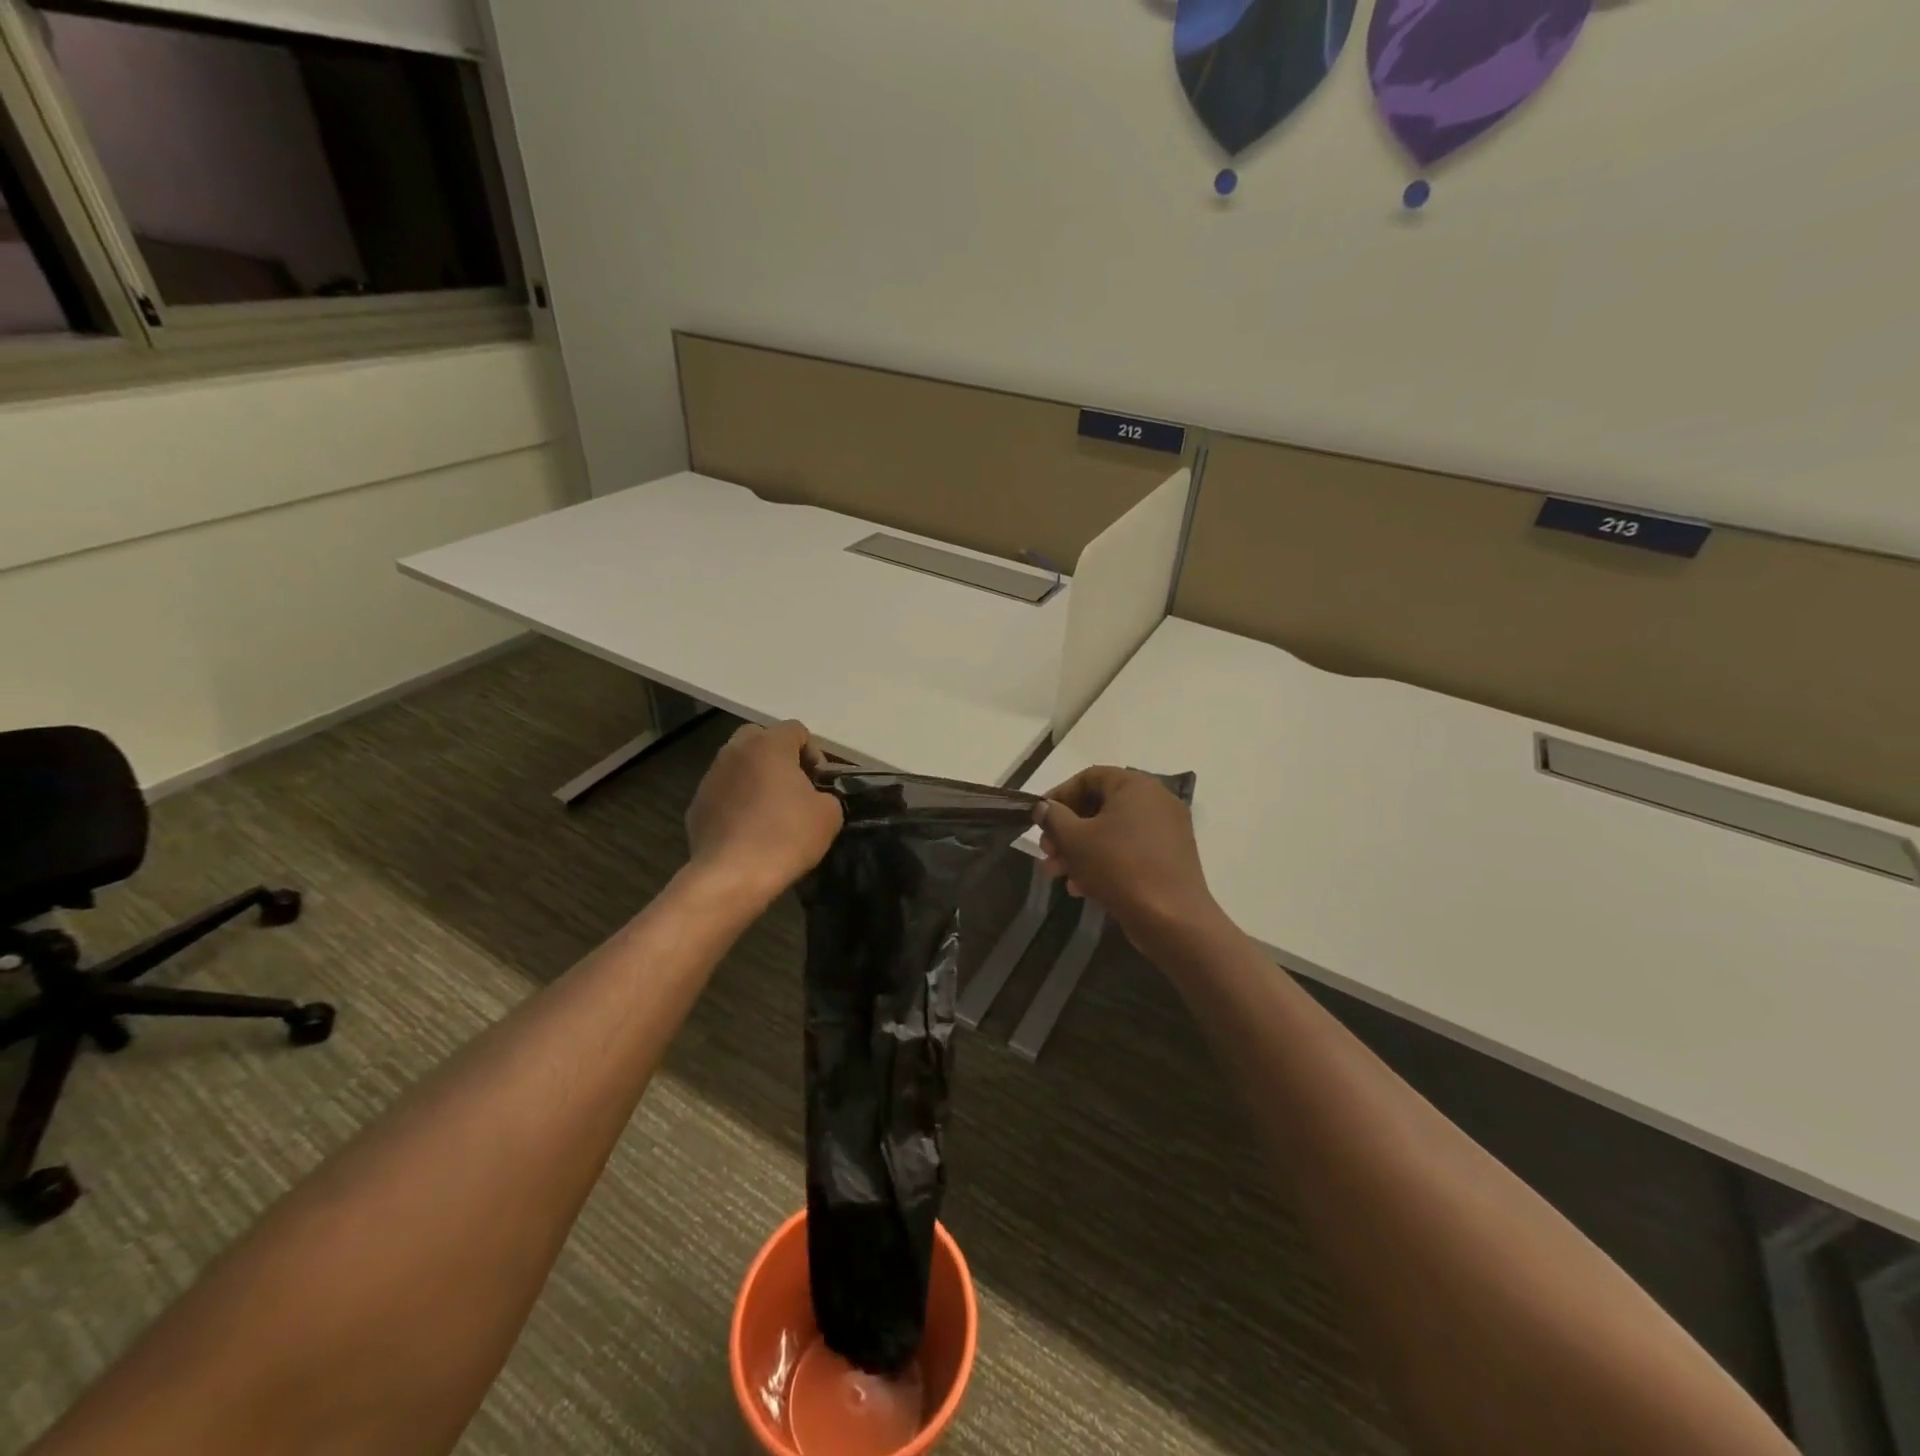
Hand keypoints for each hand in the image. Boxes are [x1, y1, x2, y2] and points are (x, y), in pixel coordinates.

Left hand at [685, 721, 842, 907]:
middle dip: (778, 757)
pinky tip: (748, 831)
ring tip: (769, 812)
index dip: (814, 752)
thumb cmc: (786, 836)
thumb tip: (816, 798)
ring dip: (754, 779)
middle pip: (760, 738)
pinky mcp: (696, 806)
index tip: (819, 782)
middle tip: (793, 788)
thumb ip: (827, 794)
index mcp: (768, 745)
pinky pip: (723, 794)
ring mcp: (710, 778)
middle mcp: (734, 752)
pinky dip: (736, 803)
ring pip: (737, 765)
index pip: (796, 730)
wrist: (733, 876)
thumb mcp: (829, 815)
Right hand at [1038, 767, 1221, 948]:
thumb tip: (1044, 808)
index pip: (1089, 777)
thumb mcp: (1075, 839)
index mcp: (1136, 786)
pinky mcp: (1169, 859)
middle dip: (1066, 830)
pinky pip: (1128, 851)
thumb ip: (1053, 817)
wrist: (1172, 920)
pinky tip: (1081, 888)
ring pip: (1111, 832)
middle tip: (1046, 852)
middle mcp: (1155, 801)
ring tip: (1057, 874)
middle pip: (1099, 806)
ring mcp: (1166, 831)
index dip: (1059, 795)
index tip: (1039, 818)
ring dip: (1079, 850)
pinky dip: (1103, 863)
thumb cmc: (1119, 868)